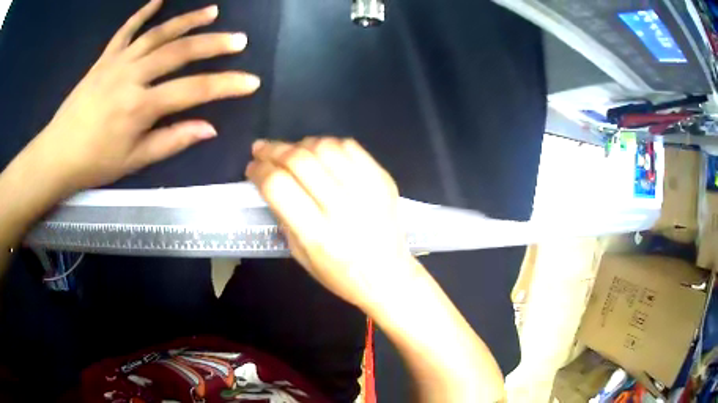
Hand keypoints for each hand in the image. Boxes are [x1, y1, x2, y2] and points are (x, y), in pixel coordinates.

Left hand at [29, 0, 259, 191]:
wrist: (57, 154)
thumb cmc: (95, 163)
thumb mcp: (134, 160)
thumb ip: (172, 140)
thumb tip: (209, 128)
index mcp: (140, 106)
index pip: (193, 91)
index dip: (225, 85)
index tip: (251, 81)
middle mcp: (132, 76)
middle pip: (179, 52)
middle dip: (213, 44)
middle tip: (239, 39)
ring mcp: (117, 62)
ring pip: (158, 34)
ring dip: (187, 20)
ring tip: (213, 12)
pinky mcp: (104, 58)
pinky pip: (126, 30)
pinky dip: (143, 12)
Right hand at [246, 137, 417, 310]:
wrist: (389, 276)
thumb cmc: (340, 274)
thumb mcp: (301, 255)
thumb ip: (284, 216)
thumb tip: (269, 180)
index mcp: (317, 234)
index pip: (278, 186)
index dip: (259, 170)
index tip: (252, 168)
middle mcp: (342, 207)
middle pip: (299, 161)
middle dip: (272, 150)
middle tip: (261, 149)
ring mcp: (366, 190)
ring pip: (324, 147)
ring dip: (300, 144)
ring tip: (291, 151)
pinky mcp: (382, 180)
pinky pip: (351, 147)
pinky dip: (329, 144)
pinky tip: (320, 152)